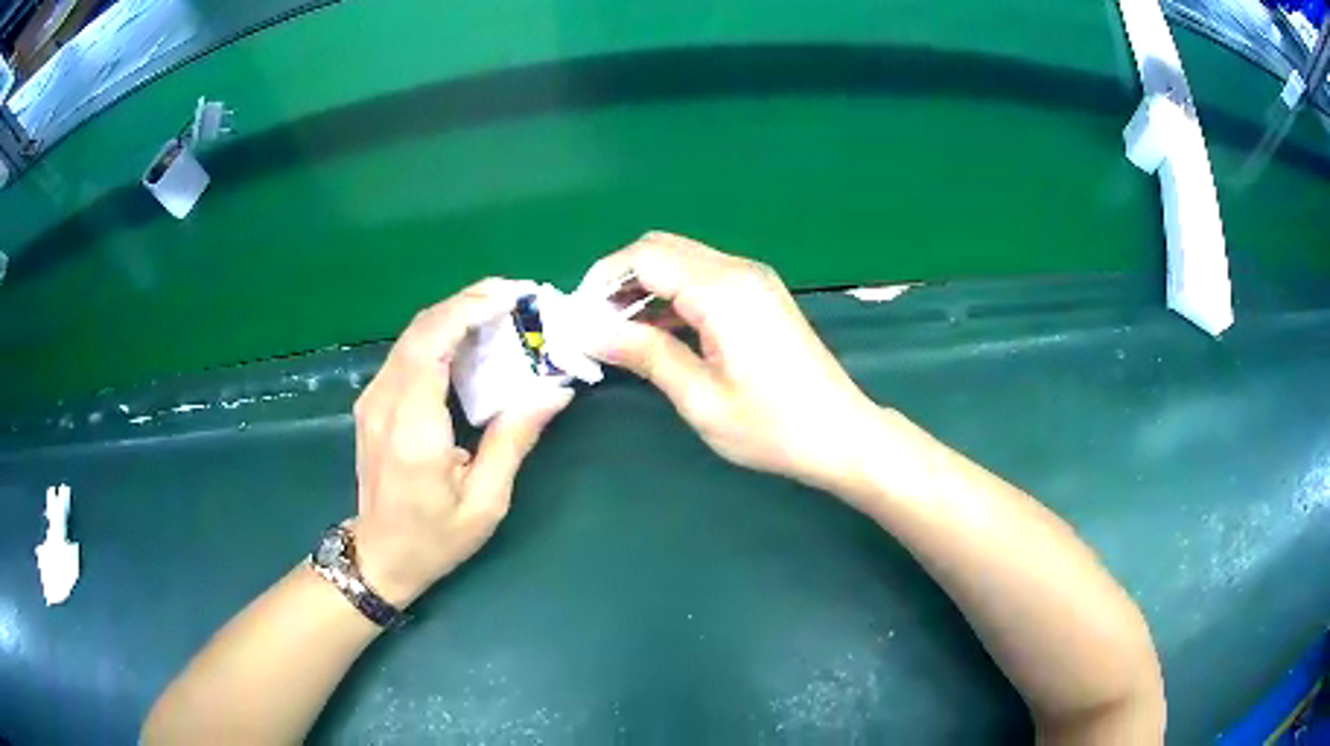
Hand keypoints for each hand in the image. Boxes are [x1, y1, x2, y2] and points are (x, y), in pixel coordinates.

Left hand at [350, 279, 572, 606]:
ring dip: (457, 313)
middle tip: (519, 297)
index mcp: (414, 429)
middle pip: (422, 327)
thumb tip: (555, 389)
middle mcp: (385, 402)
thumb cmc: (435, 538)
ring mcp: (373, 398)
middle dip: (470, 301)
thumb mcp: (486, 501)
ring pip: (413, 334)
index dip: (470, 309)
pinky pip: (408, 351)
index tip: (514, 297)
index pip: (432, 343)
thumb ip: (515, 439)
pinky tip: (471, 340)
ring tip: (502, 311)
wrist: (380, 556)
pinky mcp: (373, 400)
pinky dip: (442, 334)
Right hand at [581, 232, 884, 494]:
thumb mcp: (700, 397)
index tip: (579, 319)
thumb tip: (589, 331)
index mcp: (721, 290)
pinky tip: (659, 335)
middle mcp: (737, 270)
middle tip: (597, 326)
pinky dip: (672, 297)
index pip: (643, 257)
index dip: (602, 280)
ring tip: (620, 335)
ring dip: (645, 288)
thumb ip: (644, 354)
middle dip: (619, 280)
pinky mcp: (760, 294)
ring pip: (681, 261)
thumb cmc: (772, 427)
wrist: (841, 434)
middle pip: (660, 249)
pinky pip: (703, 279)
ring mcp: (753, 280)